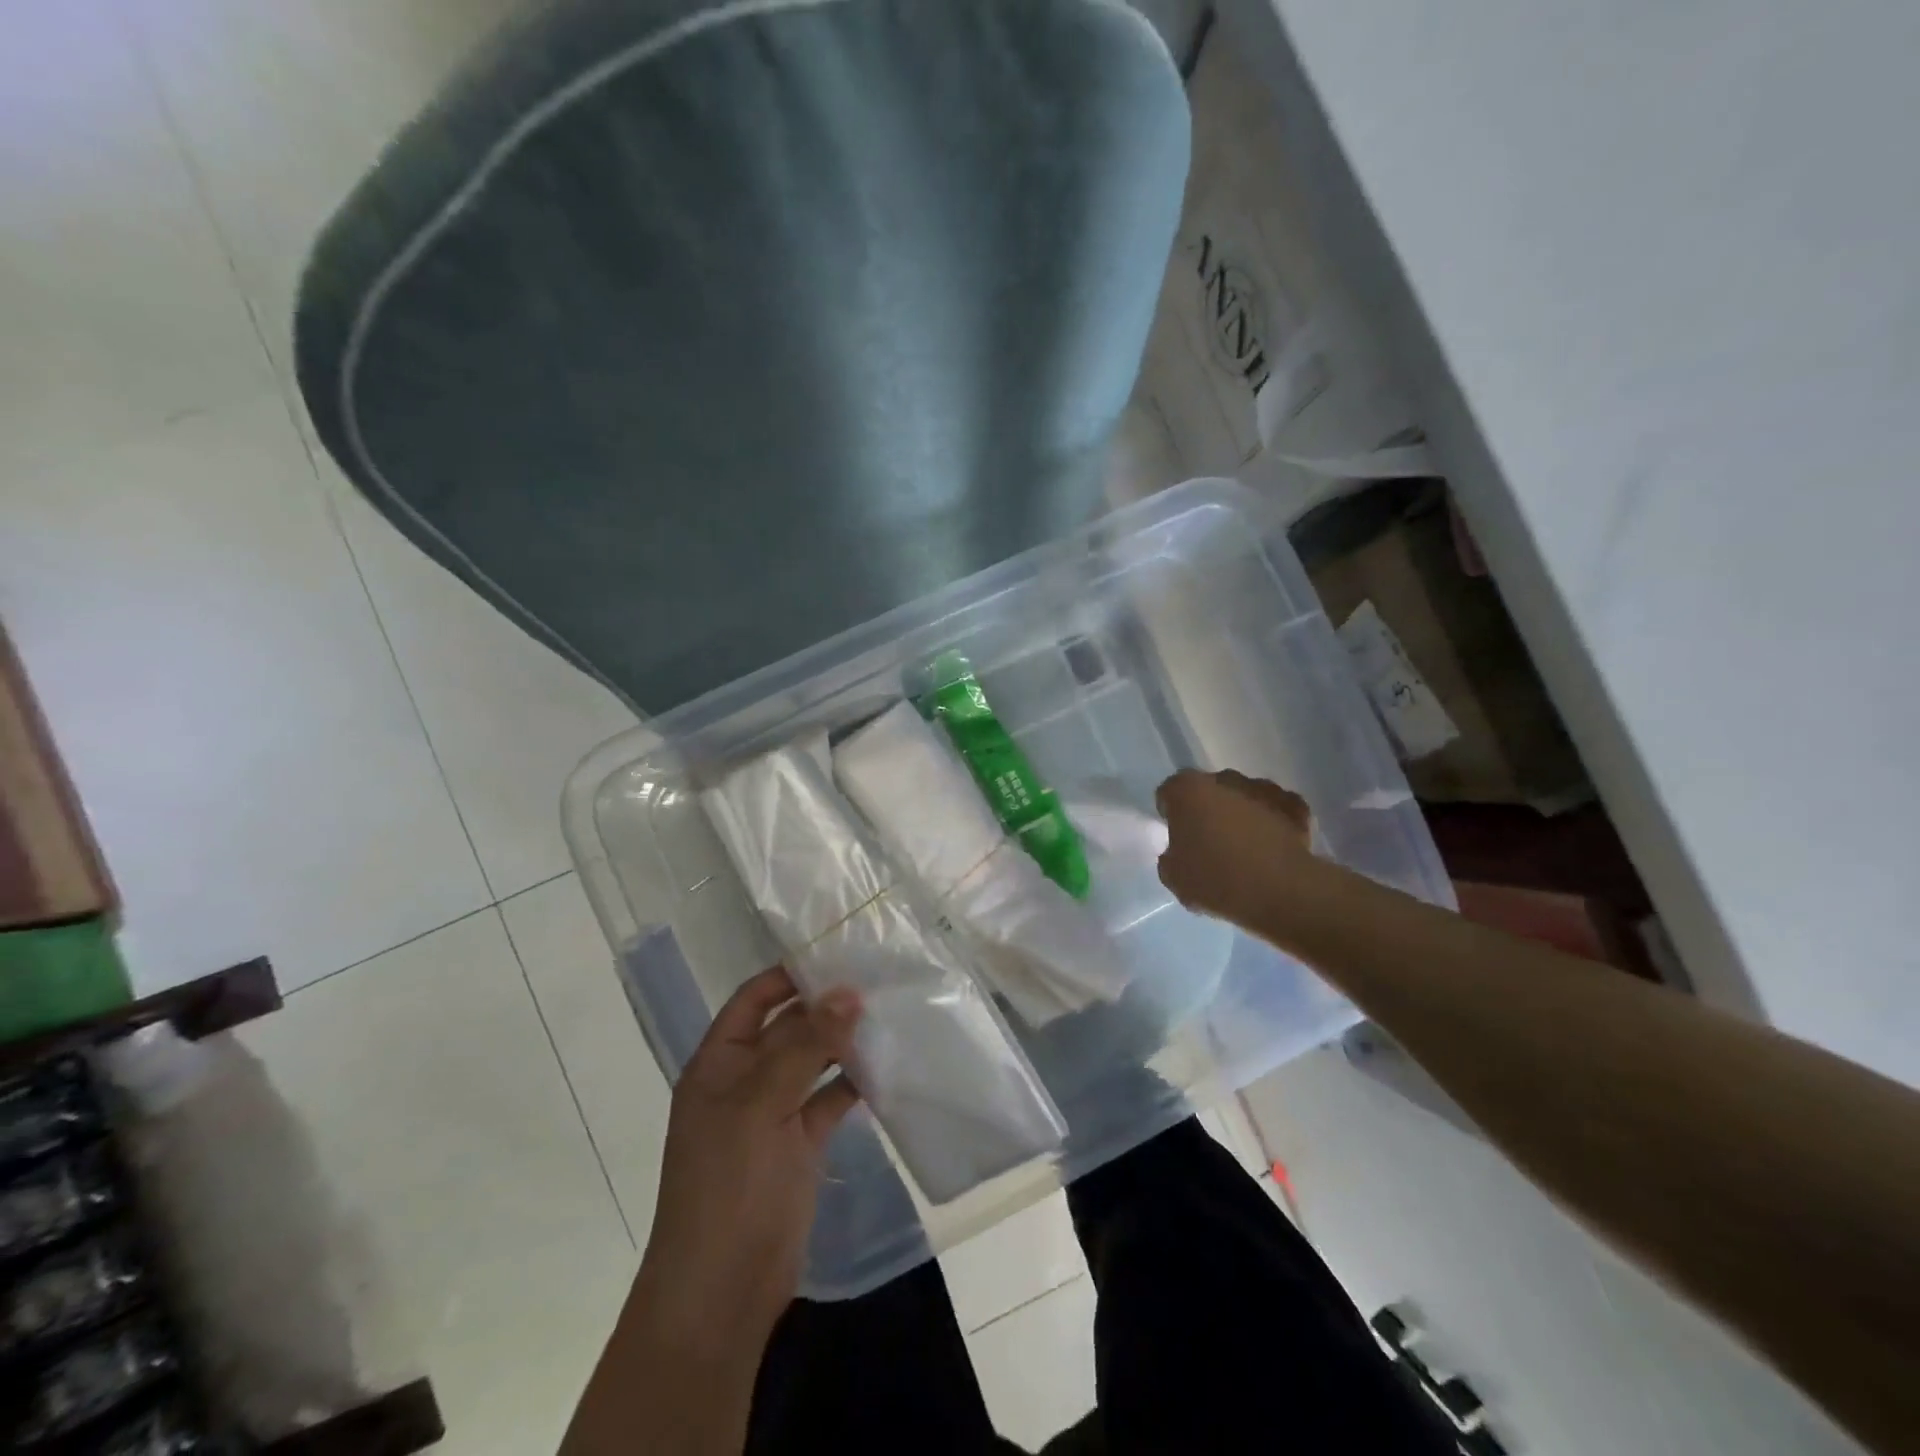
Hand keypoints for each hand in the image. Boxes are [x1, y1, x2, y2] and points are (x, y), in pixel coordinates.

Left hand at [634, 966, 862, 1350]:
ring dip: (845, 1040)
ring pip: (814, 1060)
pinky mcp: (802, 1143)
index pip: (755, 999)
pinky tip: (888, 1064)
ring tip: (891, 1010)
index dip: (790, 974)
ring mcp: (774, 1112)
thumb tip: (849, 991)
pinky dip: (855, 1081)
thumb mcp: (761, 1106)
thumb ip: (806, 1046)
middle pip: (789, 1026)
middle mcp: (746, 1079)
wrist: (723, 1292)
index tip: (838, 950)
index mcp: (719, 1062)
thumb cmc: (728, 1186)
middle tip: (879, 976)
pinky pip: (831, 1098)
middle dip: (826, 1004)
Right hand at [1155, 769, 1313, 925]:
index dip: (1169, 814)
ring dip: (1241, 814)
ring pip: (1244, 797)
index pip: (1168, 793)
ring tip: (1244, 849)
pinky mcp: (1295, 805)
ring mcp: (1263, 788)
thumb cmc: (1216, 880)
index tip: (1176, 837)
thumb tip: (1178, 852)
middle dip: (1206, 810)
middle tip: (1208, 843)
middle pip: (1207, 791)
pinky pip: (1276, 809)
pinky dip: (1274, 821)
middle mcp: (1224, 779)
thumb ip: (1170, 856)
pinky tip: (1273, 848)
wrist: (1281, 891)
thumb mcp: (1173, 877)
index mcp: (1187, 790)